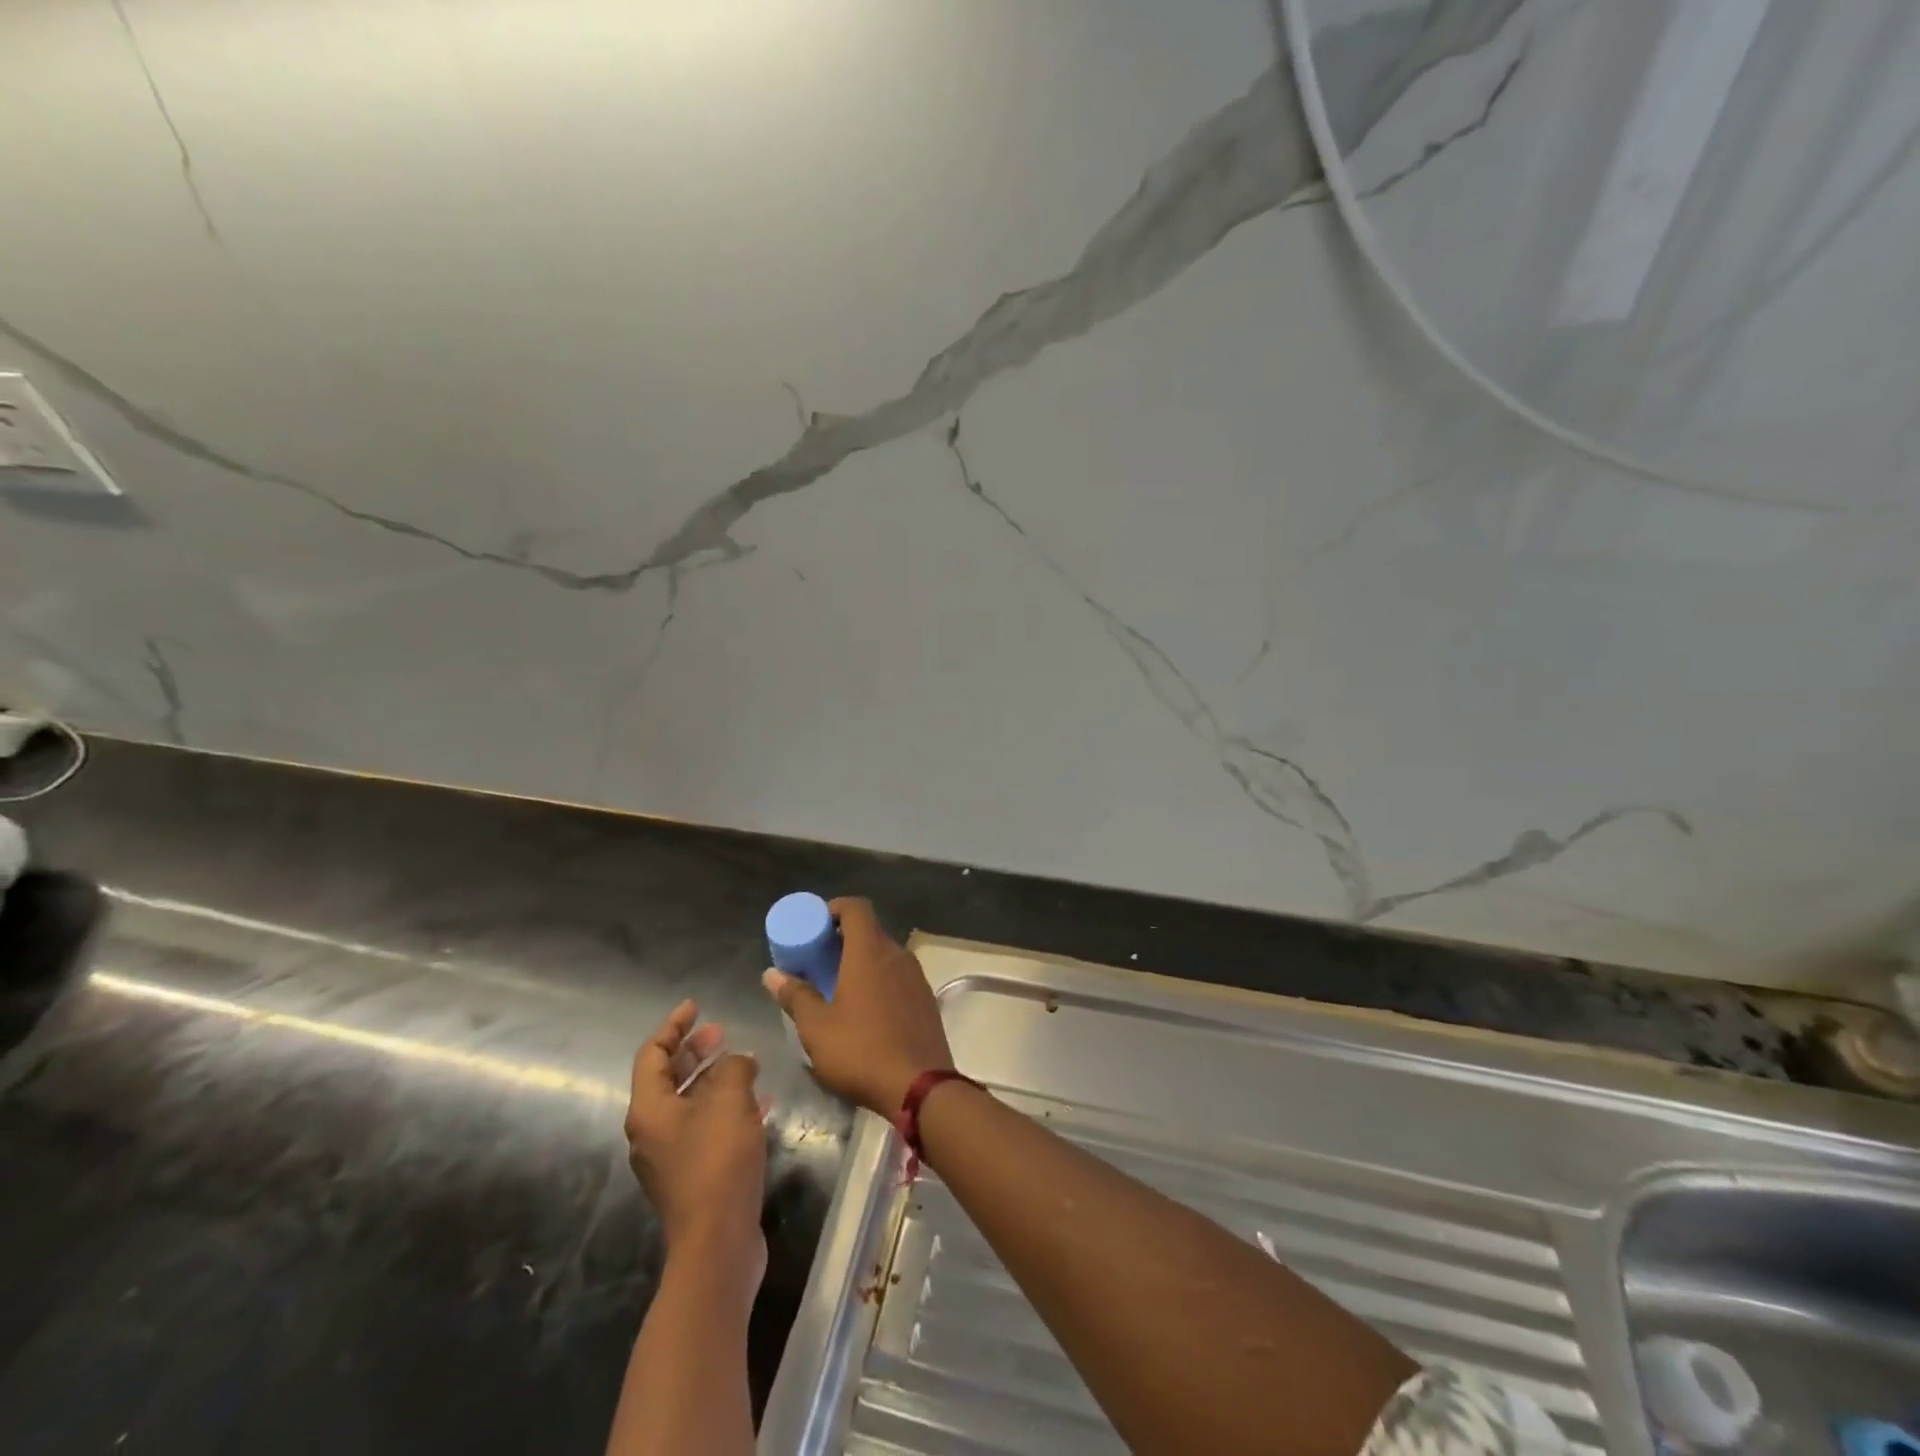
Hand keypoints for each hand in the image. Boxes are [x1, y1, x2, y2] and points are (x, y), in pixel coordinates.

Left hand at [623, 1000, 767, 1297]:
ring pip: (690, 1104)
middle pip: (669, 1078)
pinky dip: (727, 1108)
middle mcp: (651, 1132)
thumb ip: (734, 1068)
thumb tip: (738, 1060)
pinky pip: (706, 1127)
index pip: (653, 1054)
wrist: (718, 1243)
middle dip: (696, 1051)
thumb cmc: (718, 1162)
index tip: (697, 1006)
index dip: (674, 1026)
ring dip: (715, 1079)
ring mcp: (671, 1157)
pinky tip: (760, 1102)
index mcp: (649, 1110)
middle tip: (723, 1032)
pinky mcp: (693, 1176)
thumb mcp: (730, 1101)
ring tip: (746, 1062)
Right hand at [762, 898, 953, 1117]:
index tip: (815, 926)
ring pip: (886, 954)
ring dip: (863, 960)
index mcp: (870, 952)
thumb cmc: (861, 1052)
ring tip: (839, 986)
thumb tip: (772, 974)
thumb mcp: (817, 1028)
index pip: (856, 907)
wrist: (920, 1086)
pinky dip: (880, 979)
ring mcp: (916, 976)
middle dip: (843, 938)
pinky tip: (866, 1009)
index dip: (834, 908)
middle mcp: (897, 955)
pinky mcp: (926, 998)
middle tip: (819, 960)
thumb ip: (795, 996)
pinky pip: (899, 975)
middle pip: (870, 930)